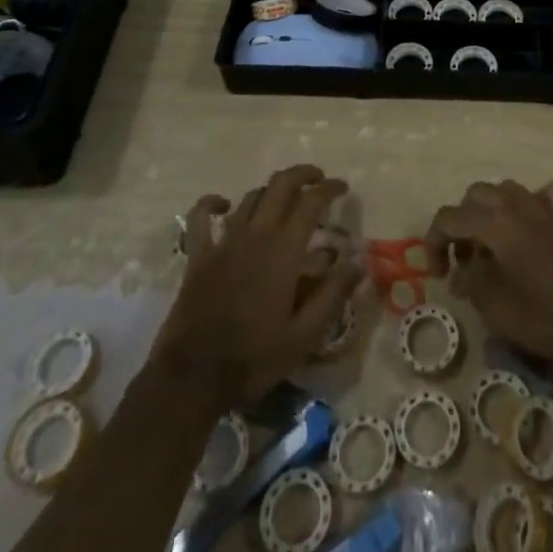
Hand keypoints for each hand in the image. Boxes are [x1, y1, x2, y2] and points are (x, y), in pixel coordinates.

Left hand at [154, 165, 361, 409]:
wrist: (193, 377)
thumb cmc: (254, 358)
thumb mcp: (304, 336)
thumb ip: (334, 294)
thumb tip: (360, 260)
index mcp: (284, 250)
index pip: (312, 201)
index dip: (330, 188)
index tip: (343, 188)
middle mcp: (256, 234)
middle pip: (281, 184)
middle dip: (303, 174)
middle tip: (318, 180)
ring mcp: (224, 241)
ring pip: (250, 197)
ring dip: (271, 191)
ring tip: (284, 199)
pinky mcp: (198, 254)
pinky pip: (200, 216)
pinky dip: (212, 204)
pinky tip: (223, 205)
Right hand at [425, 180, 552, 366]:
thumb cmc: (550, 316)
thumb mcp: (499, 310)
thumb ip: (472, 284)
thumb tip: (461, 271)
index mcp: (494, 222)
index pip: (448, 217)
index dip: (434, 243)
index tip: (438, 275)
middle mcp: (516, 203)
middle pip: (475, 196)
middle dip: (461, 225)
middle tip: (464, 263)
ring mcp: (545, 205)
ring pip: (506, 191)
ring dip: (491, 214)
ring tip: (493, 250)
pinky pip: (541, 196)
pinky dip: (529, 207)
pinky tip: (531, 230)